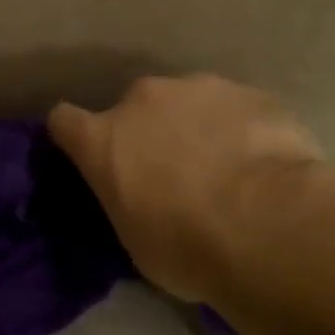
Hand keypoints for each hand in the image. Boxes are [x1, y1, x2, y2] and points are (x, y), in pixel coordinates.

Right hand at [48, 76, 323, 302]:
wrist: (270, 227)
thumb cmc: (185, 247)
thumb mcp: (134, 239)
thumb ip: (126, 202)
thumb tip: (139, 199)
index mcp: (103, 141)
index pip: (64, 122)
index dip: (75, 137)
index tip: (89, 156)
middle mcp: (143, 100)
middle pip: (133, 107)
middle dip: (147, 132)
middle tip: (172, 172)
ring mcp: (199, 88)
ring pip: (187, 102)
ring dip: (195, 126)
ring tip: (225, 166)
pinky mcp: (251, 92)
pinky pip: (235, 108)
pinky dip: (240, 128)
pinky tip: (262, 163)